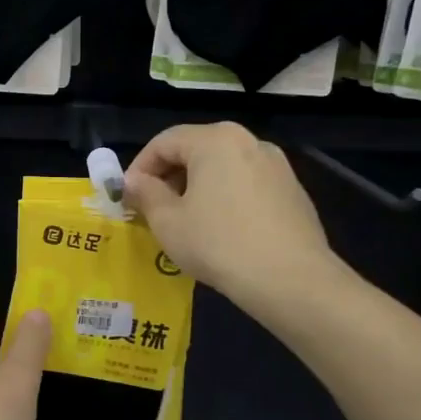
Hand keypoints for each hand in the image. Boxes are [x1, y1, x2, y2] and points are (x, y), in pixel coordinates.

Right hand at [123, 122, 344, 310]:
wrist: (290, 279)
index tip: (127, 196)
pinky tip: (222, 230)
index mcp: (215, 140)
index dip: (139, 167)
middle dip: (169, 176)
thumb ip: (146, 194)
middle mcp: (248, 141)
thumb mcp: (168, 222)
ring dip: (198, 187)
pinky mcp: (293, 190)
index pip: (164, 142)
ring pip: (223, 167)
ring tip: (186, 220)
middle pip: (196, 149)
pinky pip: (247, 184)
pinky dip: (226, 197)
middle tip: (153, 208)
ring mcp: (276, 164)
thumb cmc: (218, 244)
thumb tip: (134, 181)